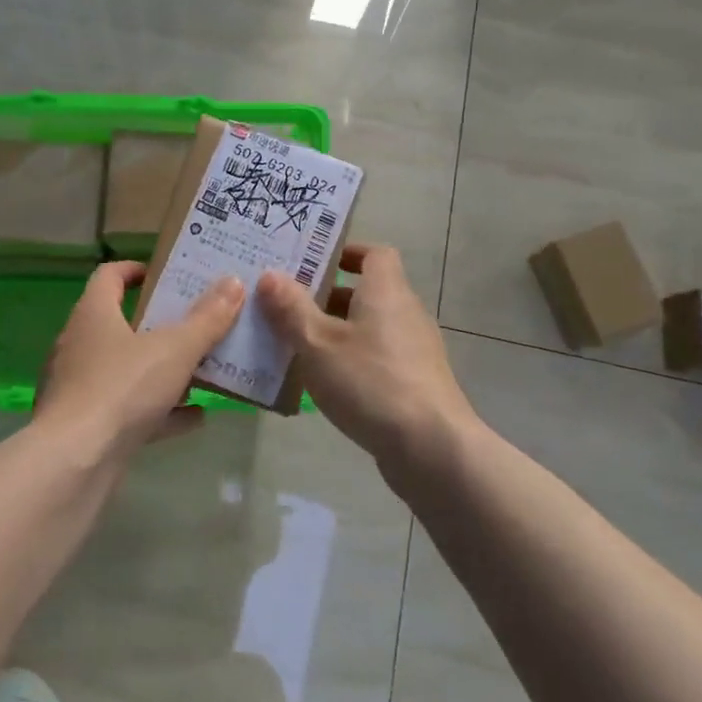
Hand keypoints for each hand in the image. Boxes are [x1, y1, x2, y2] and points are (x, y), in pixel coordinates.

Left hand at [37, 261, 244, 451]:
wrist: (74, 463)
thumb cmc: (122, 388)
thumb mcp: (175, 349)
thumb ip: (207, 319)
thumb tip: (234, 282)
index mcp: (94, 314)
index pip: (110, 275)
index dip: (137, 269)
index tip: (168, 275)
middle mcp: (80, 344)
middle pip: (122, 323)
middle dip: (161, 324)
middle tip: (198, 321)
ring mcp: (81, 387)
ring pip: (127, 368)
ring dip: (162, 369)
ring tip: (202, 369)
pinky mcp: (87, 425)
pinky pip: (129, 409)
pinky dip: (160, 410)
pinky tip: (196, 417)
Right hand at [257, 243, 475, 472]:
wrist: (431, 448)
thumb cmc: (371, 381)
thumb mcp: (318, 343)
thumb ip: (291, 309)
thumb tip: (270, 275)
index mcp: (386, 291)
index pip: (374, 254)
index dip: (346, 253)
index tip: (313, 262)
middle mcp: (406, 312)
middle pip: (367, 292)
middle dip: (327, 297)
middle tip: (286, 305)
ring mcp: (415, 350)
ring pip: (370, 328)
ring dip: (336, 332)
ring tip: (295, 345)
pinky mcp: (416, 383)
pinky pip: (378, 358)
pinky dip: (352, 361)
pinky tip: (325, 383)